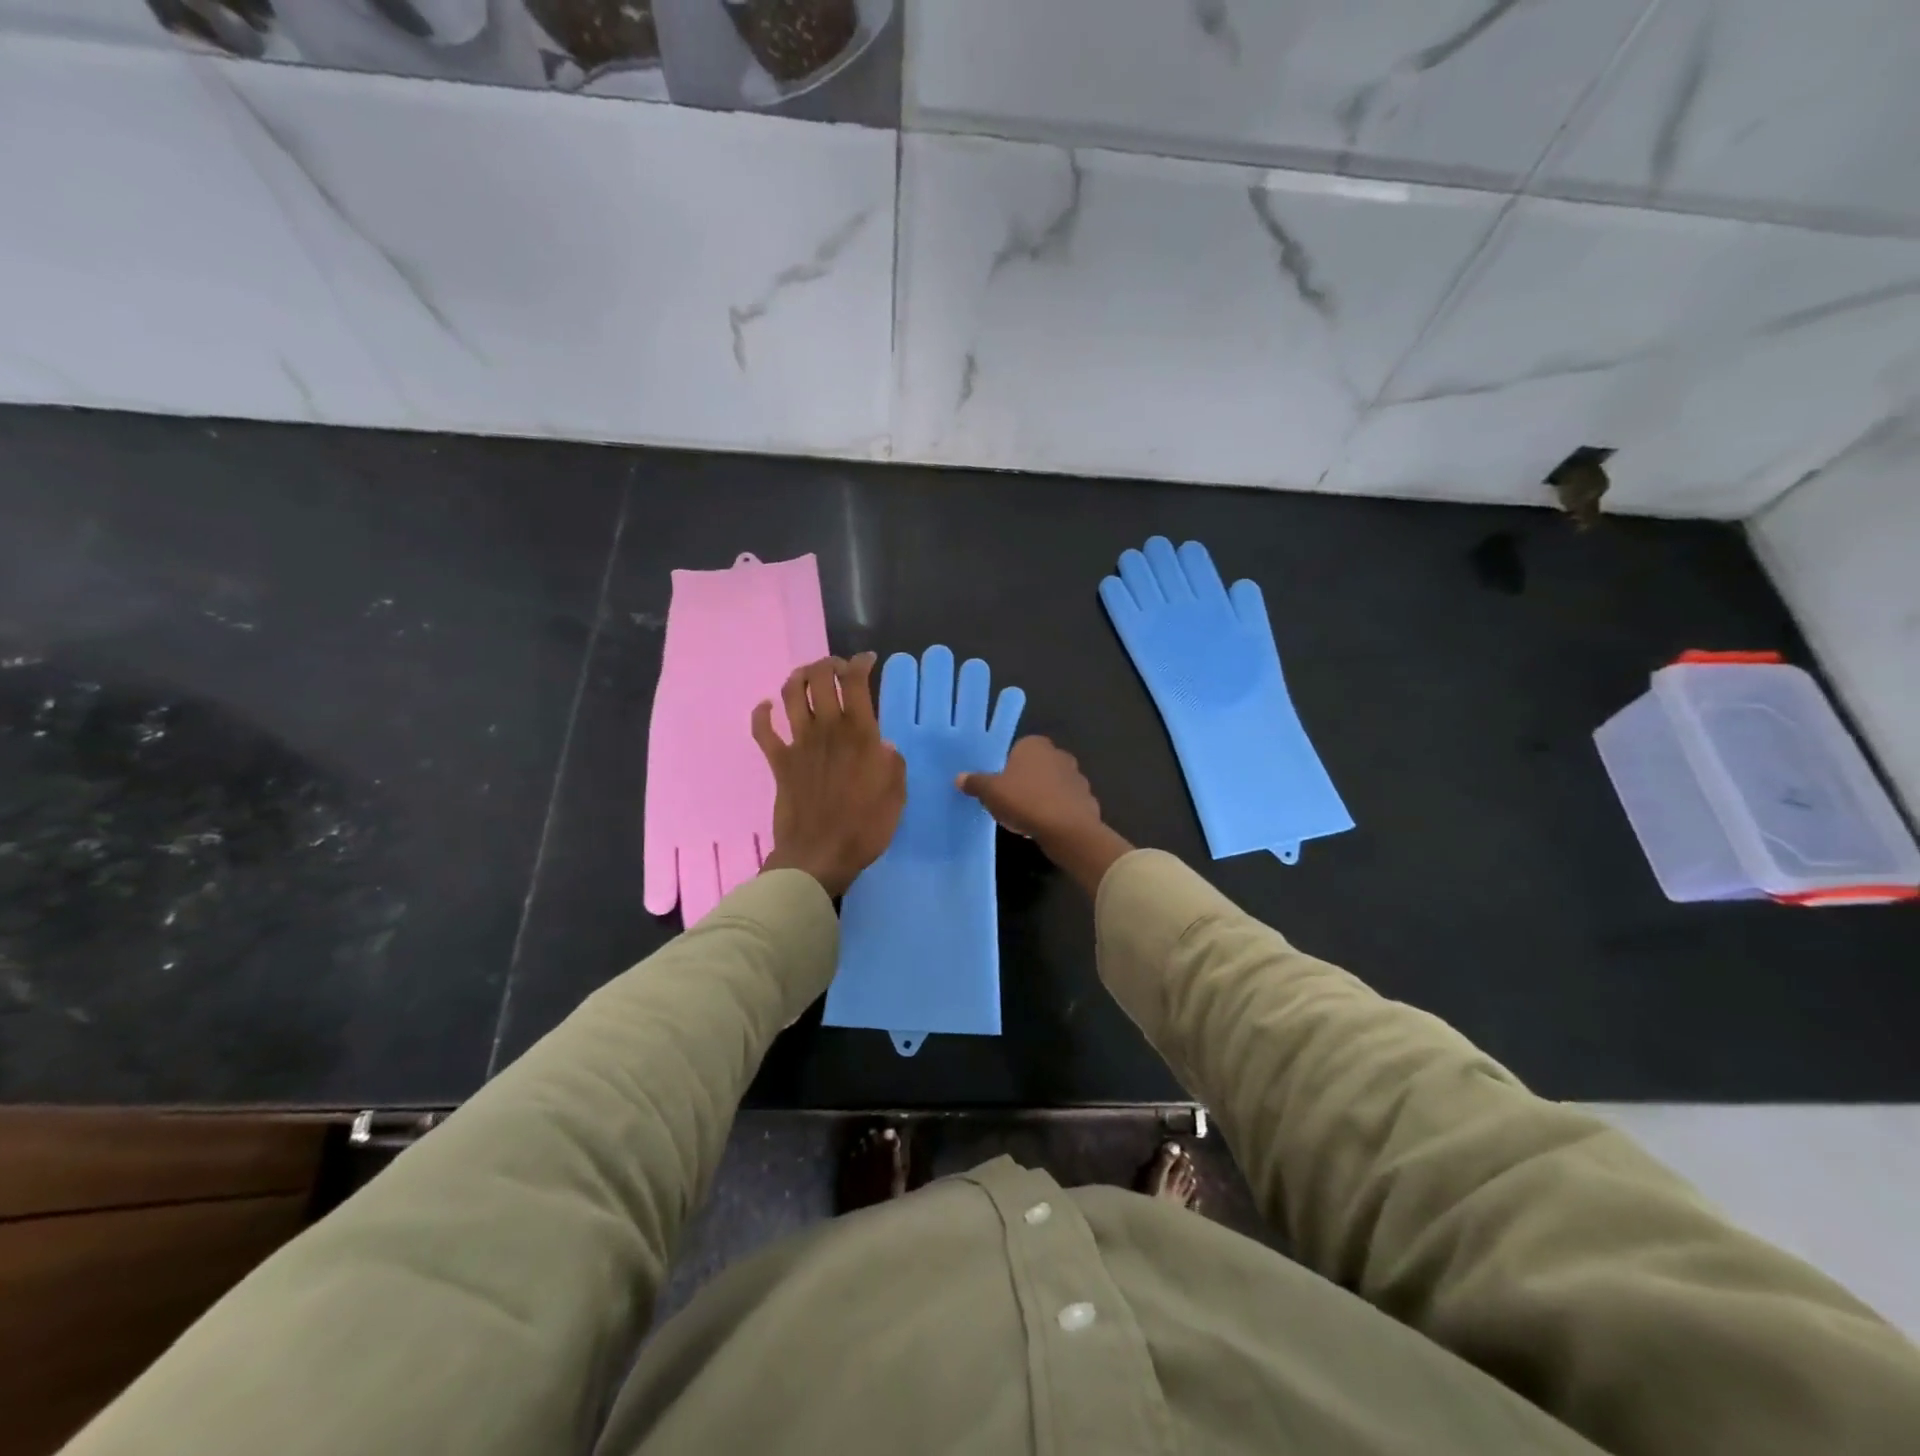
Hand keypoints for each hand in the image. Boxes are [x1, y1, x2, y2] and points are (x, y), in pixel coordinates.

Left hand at [753, 654, 905, 897]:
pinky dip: (761, 714)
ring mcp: (799, 744)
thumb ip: (892, 764)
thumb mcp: (896, 794)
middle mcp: (827, 729)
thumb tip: (884, 746)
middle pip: (819, 678)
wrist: (820, 855)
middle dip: (828, 664)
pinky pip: (763, 731)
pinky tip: (766, 707)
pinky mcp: (779, 762)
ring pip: (790, 694)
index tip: (867, 661)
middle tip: (837, 668)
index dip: (860, 663)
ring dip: (798, 677)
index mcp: (859, 733)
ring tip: (807, 676)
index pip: (855, 682)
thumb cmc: (865, 826)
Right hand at [959, 736, 1132, 895]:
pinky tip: (1045, 826)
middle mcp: (1058, 754)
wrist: (1068, 830)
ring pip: (1051, 785)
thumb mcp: (990, 792)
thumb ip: (975, 782)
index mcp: (1035, 745)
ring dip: (1041, 797)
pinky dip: (1056, 811)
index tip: (998, 786)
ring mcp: (1076, 776)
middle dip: (1025, 781)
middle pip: (1035, 767)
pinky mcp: (1086, 798)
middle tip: (1009, 802)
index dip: (1006, 767)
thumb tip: (959, 777)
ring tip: (1026, 818)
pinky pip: (1065, 803)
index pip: (1017, 749)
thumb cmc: (1025, 801)